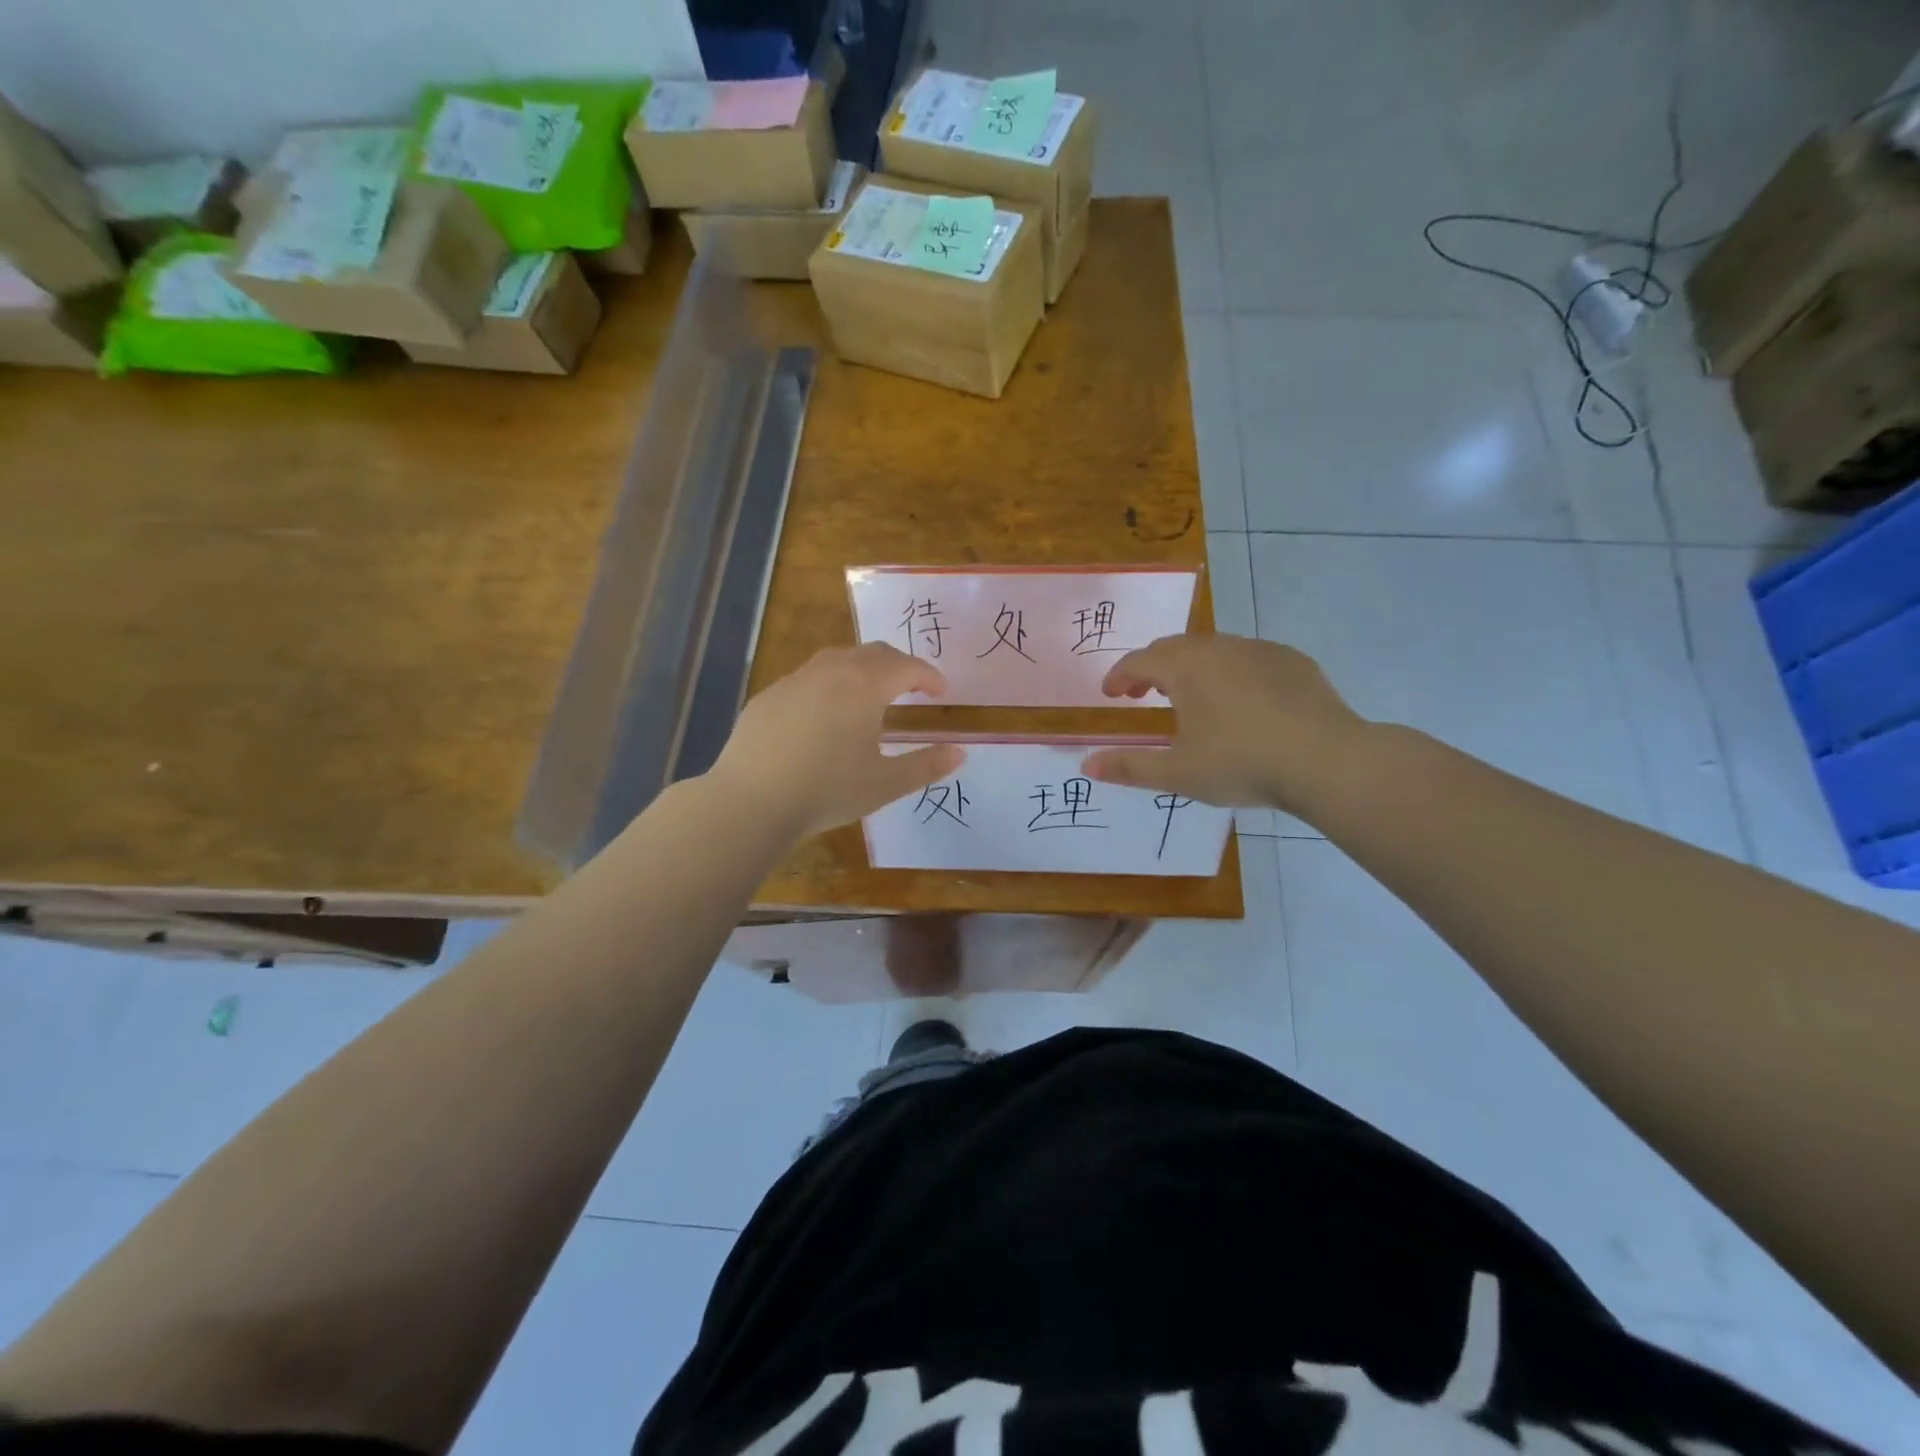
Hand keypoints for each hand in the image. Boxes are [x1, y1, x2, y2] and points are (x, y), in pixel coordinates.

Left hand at [709, 644, 964, 839]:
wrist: (751, 801)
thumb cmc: (827, 790)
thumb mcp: (885, 784)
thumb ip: (926, 766)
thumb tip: (960, 752)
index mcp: (865, 685)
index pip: (907, 666)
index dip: (928, 676)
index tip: (940, 692)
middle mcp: (831, 670)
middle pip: (873, 653)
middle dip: (898, 665)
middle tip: (912, 687)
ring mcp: (794, 679)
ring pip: (837, 660)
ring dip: (862, 670)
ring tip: (870, 695)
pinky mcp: (768, 696)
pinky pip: (808, 679)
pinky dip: (829, 686)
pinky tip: (824, 716)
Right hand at [1080, 633, 1369, 818]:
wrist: (1327, 760)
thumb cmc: (1241, 764)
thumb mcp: (1177, 773)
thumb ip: (1129, 766)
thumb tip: (1086, 764)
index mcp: (1185, 668)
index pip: (1139, 661)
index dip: (1119, 677)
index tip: (1110, 694)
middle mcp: (1218, 647)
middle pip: (1173, 647)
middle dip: (1151, 667)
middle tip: (1142, 694)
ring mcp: (1259, 650)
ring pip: (1213, 648)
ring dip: (1191, 667)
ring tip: (1190, 697)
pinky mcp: (1292, 660)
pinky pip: (1248, 657)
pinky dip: (1230, 672)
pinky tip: (1241, 702)